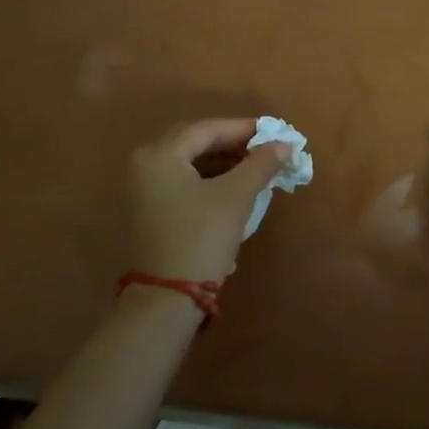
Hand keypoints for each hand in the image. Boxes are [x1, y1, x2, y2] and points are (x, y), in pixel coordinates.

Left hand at [128, 119, 289, 287]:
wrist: (166, 299)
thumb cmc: (201, 238)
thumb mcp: (236, 197)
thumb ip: (261, 164)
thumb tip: (285, 144)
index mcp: (160, 154)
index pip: (208, 129)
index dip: (245, 129)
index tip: (276, 133)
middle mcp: (145, 165)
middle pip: (197, 144)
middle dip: (234, 145)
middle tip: (267, 150)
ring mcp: (143, 189)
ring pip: (191, 164)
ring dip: (224, 164)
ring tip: (257, 170)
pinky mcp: (149, 211)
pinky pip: (183, 183)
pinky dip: (210, 181)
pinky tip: (235, 189)